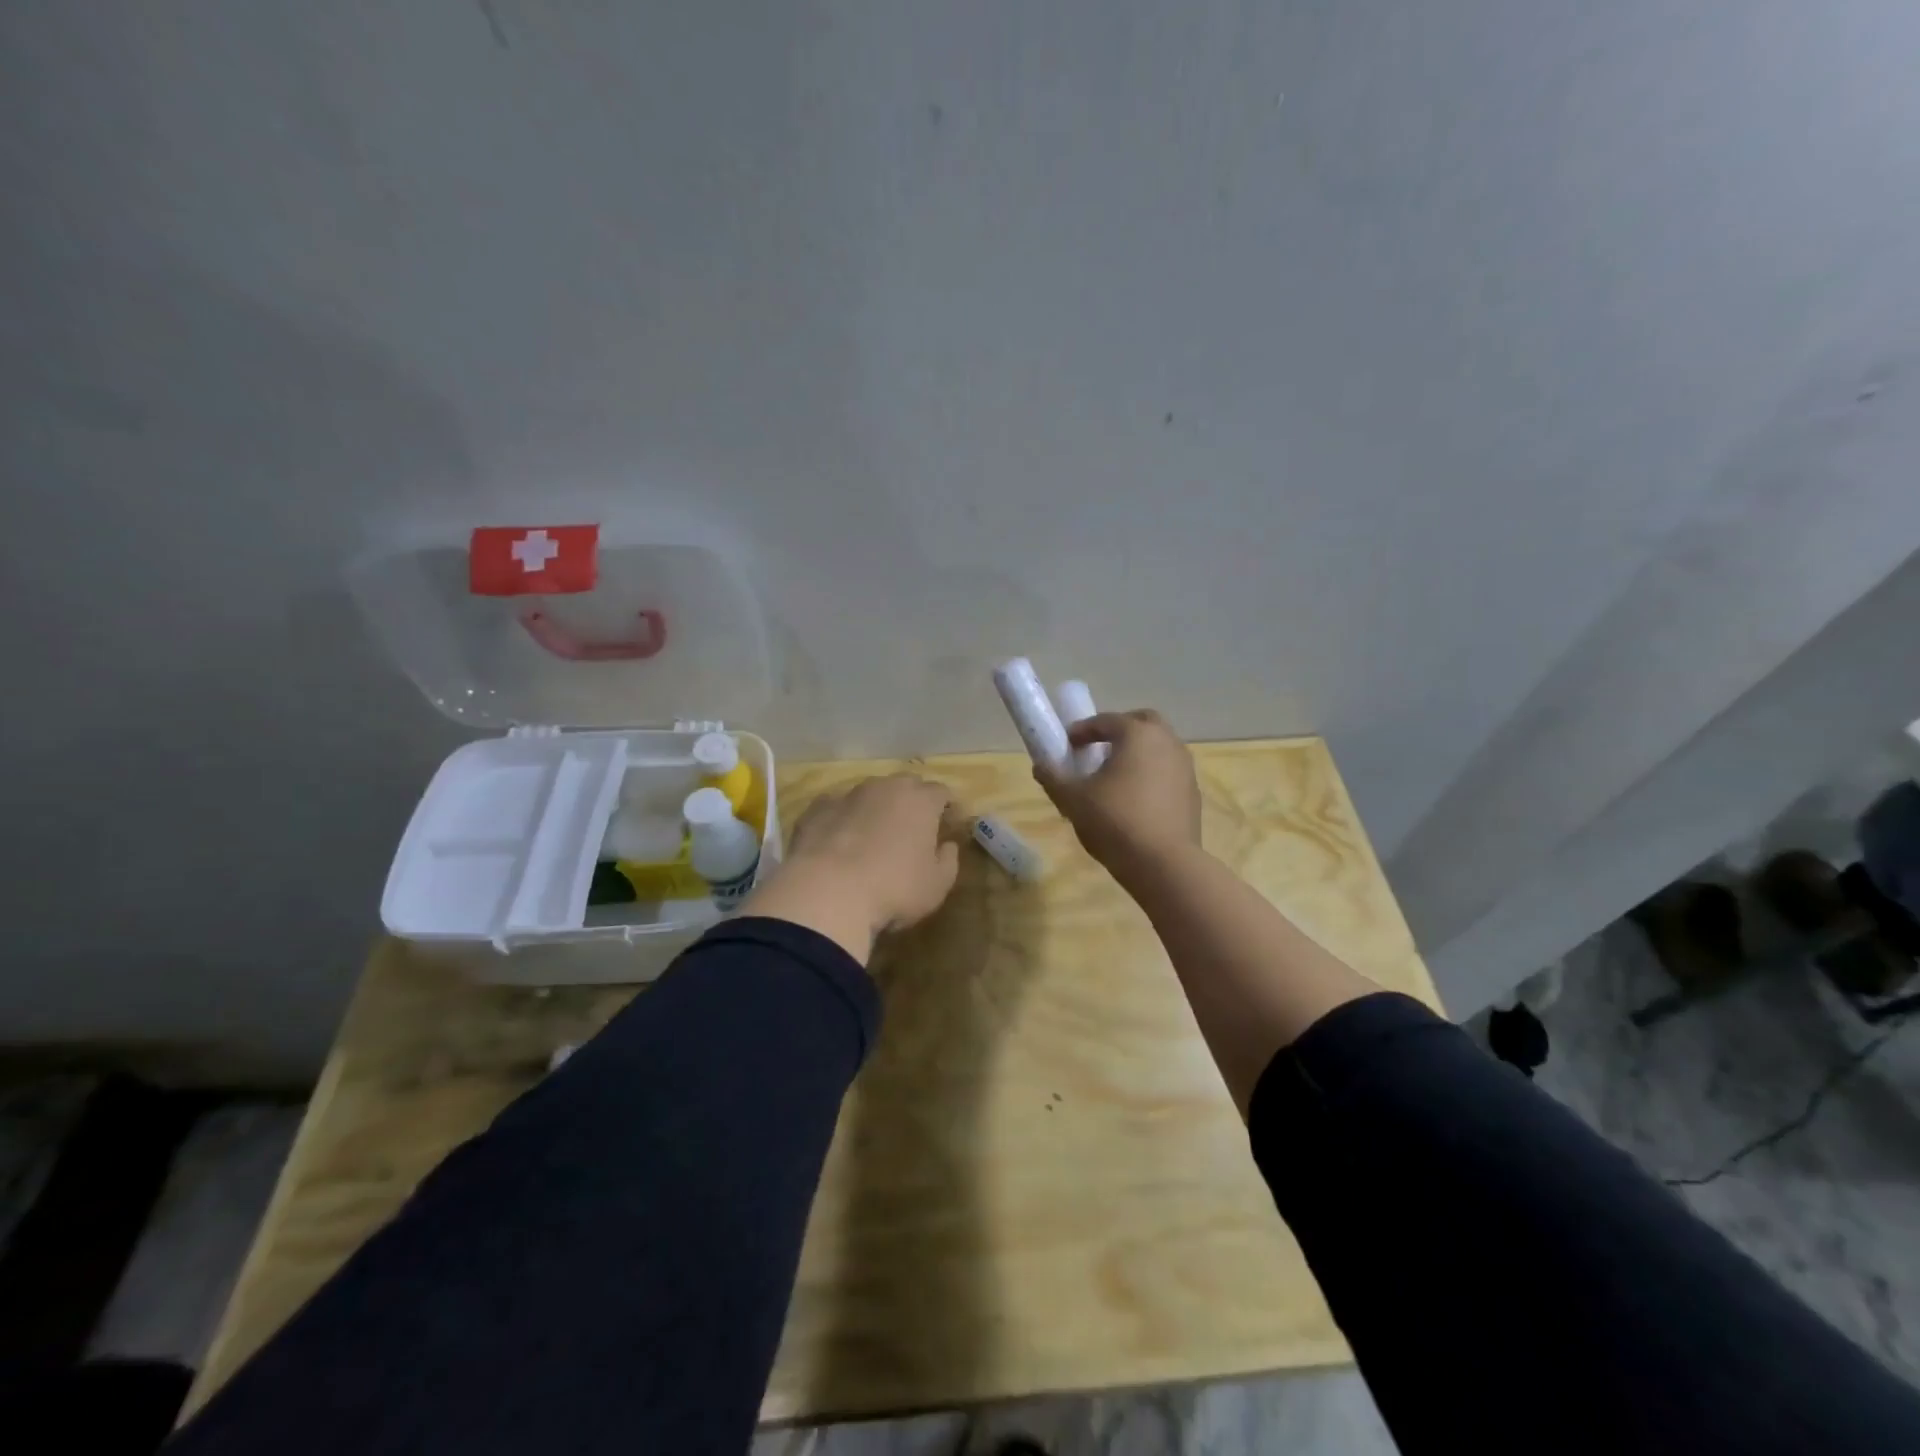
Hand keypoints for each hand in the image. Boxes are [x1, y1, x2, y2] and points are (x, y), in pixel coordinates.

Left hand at [743, 774, 960, 963]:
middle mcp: (885, 787)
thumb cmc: (894, 889)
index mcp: (920, 801)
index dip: (947, 808)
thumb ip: (948, 860)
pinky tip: (839, 842)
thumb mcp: (936, 885)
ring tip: (873, 836)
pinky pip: (836, 808)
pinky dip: (842, 820)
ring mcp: (847, 795)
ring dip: (875, 809)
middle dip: (912, 802)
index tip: (948, 825)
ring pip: (869, 794)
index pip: (941, 792)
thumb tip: (948, 845)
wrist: (827, 893)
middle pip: (906, 786)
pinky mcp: (816, 810)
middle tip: (913, 829)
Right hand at [1036, 710, 1201, 883]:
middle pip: (1142, 722)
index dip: (1083, 730)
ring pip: (1159, 747)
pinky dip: (1151, 775)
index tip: (1067, 744)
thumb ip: (1054, 778)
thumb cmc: (1115, 821)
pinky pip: (1168, 772)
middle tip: (1097, 749)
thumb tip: (1040, 766)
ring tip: (1114, 777)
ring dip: (1137, 753)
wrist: (1164, 864)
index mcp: (1138, 734)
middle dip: (1119, 730)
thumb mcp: (1073, 800)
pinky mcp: (1193, 793)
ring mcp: (1185, 768)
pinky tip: (1135, 800)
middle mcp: (1167, 742)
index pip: (1106, 720)